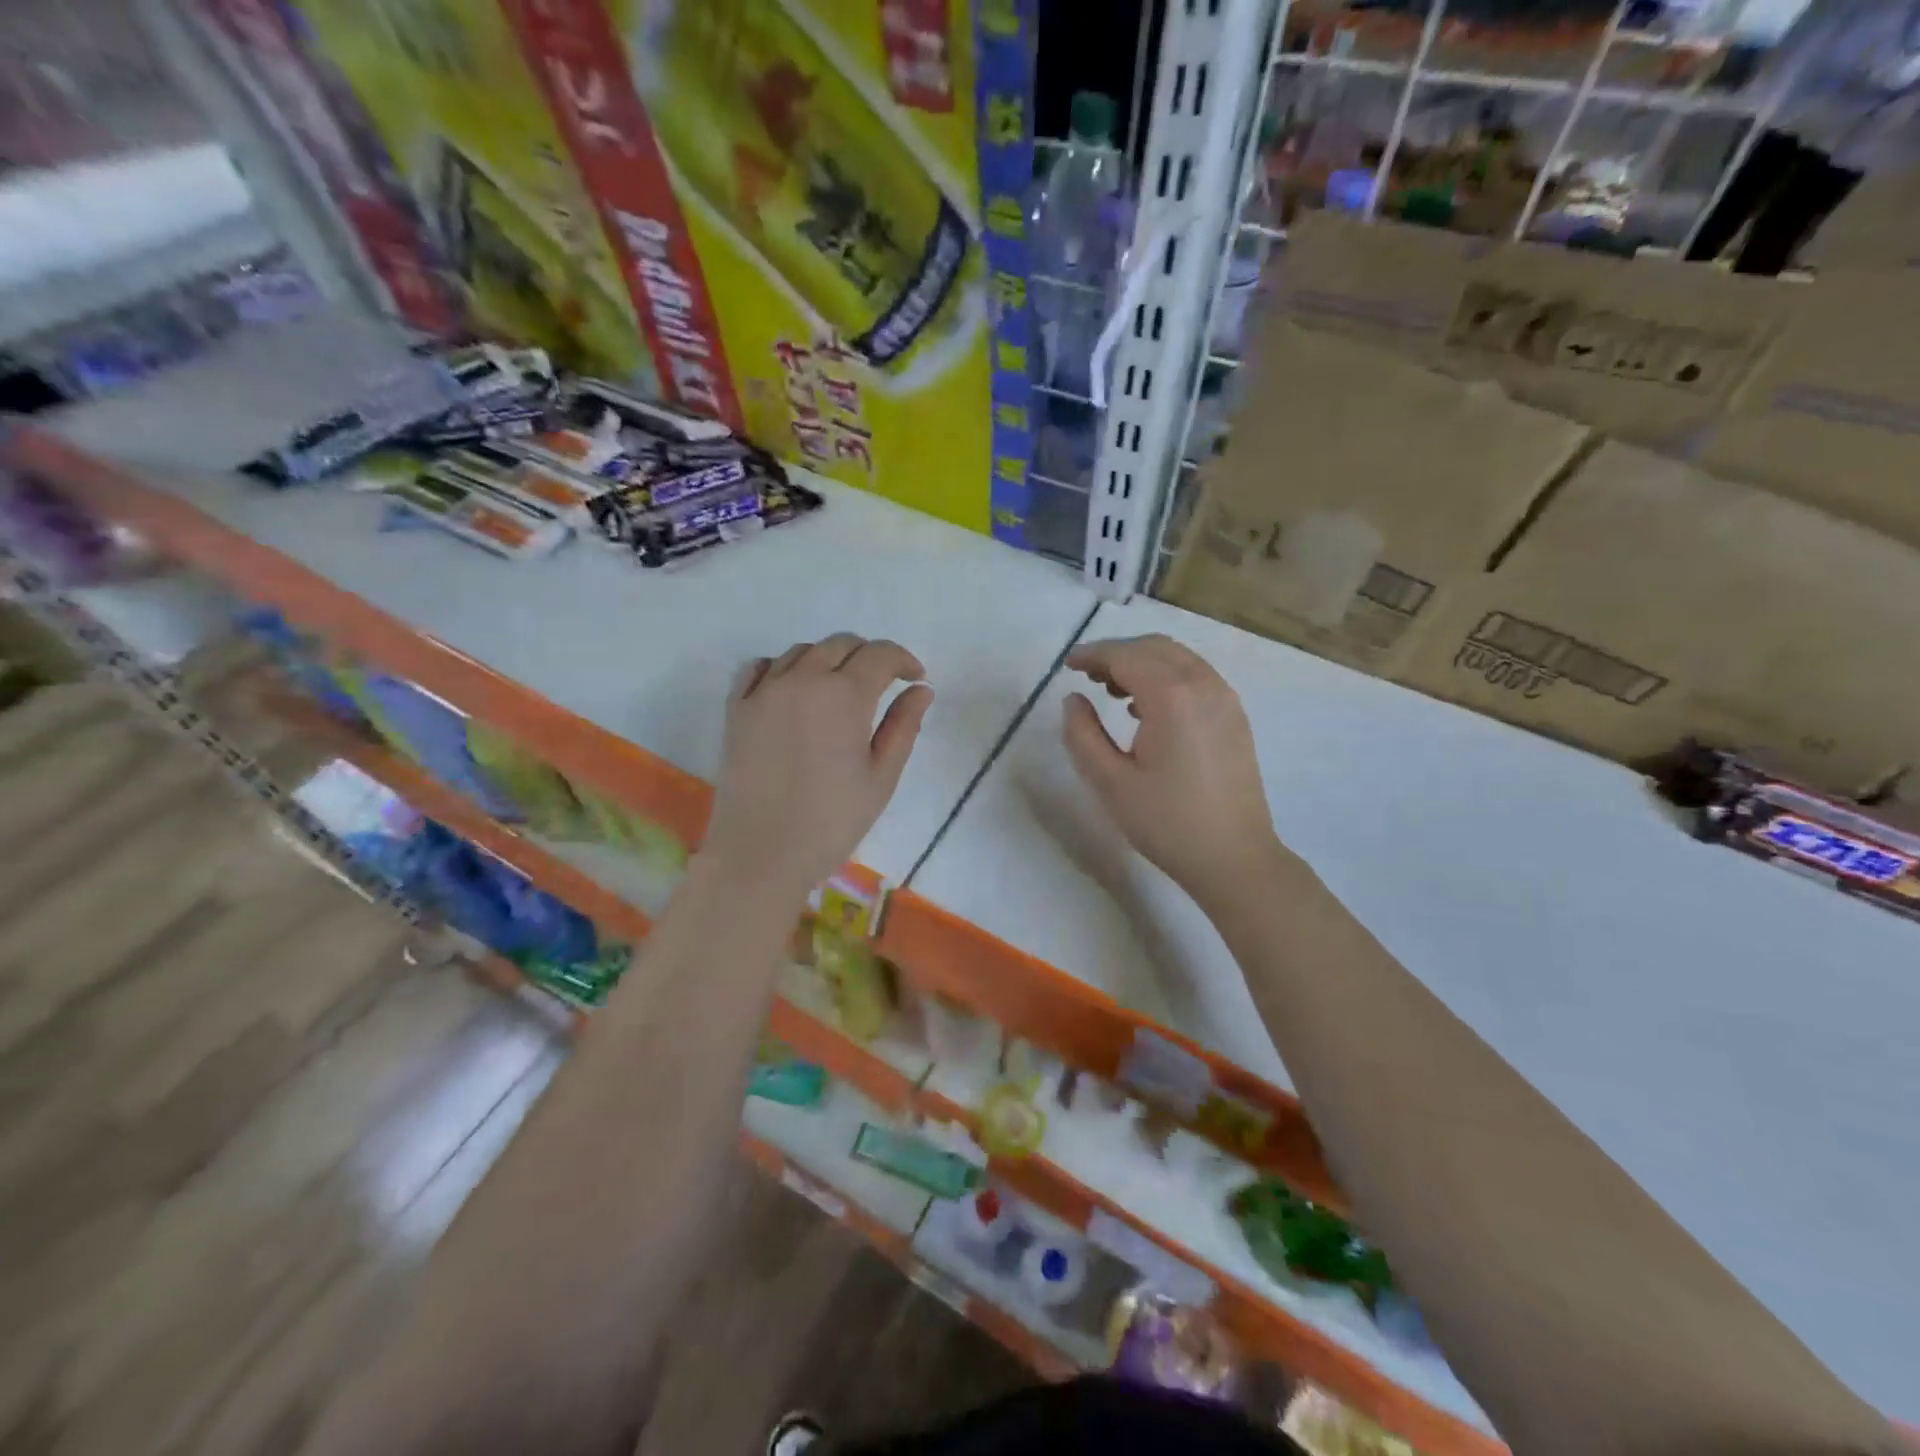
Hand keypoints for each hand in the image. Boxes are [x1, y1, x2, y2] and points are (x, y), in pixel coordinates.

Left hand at [702, 634, 932, 901]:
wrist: (760, 854)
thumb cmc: (832, 821)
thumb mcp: (881, 778)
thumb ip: (903, 726)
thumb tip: (921, 689)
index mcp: (845, 695)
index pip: (880, 654)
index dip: (903, 660)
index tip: (914, 679)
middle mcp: (803, 680)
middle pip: (841, 644)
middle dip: (868, 656)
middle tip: (881, 684)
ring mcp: (764, 691)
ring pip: (801, 651)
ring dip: (827, 660)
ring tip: (838, 690)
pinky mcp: (737, 708)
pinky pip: (759, 667)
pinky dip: (782, 667)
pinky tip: (792, 689)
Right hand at [1062, 635, 1285, 907]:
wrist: (1234, 858)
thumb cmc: (1166, 823)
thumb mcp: (1109, 782)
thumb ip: (1082, 734)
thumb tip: (1073, 699)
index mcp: (1172, 697)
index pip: (1125, 656)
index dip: (1092, 655)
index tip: (1067, 665)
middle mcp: (1203, 685)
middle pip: (1154, 648)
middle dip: (1116, 653)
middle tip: (1086, 676)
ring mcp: (1225, 699)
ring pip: (1178, 658)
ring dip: (1142, 663)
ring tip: (1112, 691)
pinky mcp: (1235, 716)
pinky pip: (1196, 676)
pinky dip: (1166, 676)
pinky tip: (1147, 709)